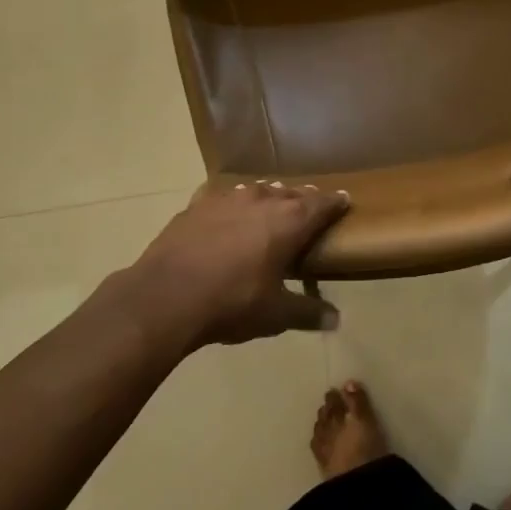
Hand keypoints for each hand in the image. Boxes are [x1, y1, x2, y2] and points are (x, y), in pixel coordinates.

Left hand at [123, 180, 349, 347]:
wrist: (165, 296)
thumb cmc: (232, 303)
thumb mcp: (275, 314)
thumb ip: (307, 312)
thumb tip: (336, 320)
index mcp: (290, 221)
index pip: (322, 204)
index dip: (335, 203)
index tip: (344, 200)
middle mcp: (263, 199)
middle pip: (292, 192)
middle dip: (303, 199)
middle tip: (310, 208)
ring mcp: (227, 198)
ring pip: (258, 190)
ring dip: (269, 197)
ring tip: (272, 206)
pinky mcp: (197, 205)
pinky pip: (224, 197)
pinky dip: (234, 203)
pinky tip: (228, 213)